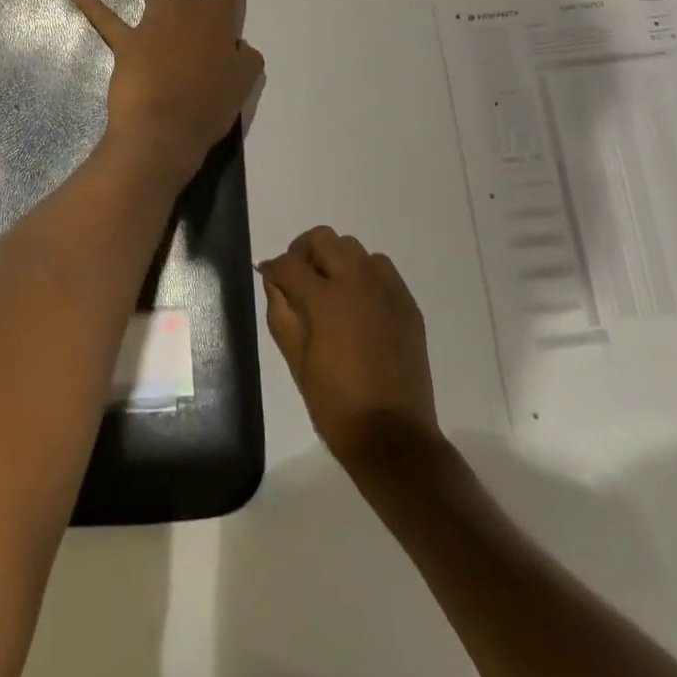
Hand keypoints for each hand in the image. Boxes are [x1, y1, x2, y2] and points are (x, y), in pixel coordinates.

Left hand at [72, 0, 264, 190]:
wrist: (163, 127)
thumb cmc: (209, 107)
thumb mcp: (243, 82)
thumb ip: (245, 58)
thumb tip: (239, 46)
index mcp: (217, 21)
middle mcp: (186, 12)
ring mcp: (153, 22)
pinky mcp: (127, 41)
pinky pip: (106, 20)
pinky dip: (91, 5)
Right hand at [259, 227, 440, 468]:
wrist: (393, 438)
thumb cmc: (336, 405)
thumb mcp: (296, 361)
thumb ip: (281, 313)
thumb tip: (274, 283)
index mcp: (325, 298)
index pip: (289, 263)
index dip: (273, 268)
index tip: (269, 277)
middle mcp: (357, 281)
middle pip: (323, 238)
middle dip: (304, 252)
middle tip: (298, 278)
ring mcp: (386, 290)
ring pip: (355, 249)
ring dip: (336, 260)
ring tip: (331, 290)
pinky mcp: (407, 303)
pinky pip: (382, 269)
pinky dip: (365, 274)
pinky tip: (359, 304)